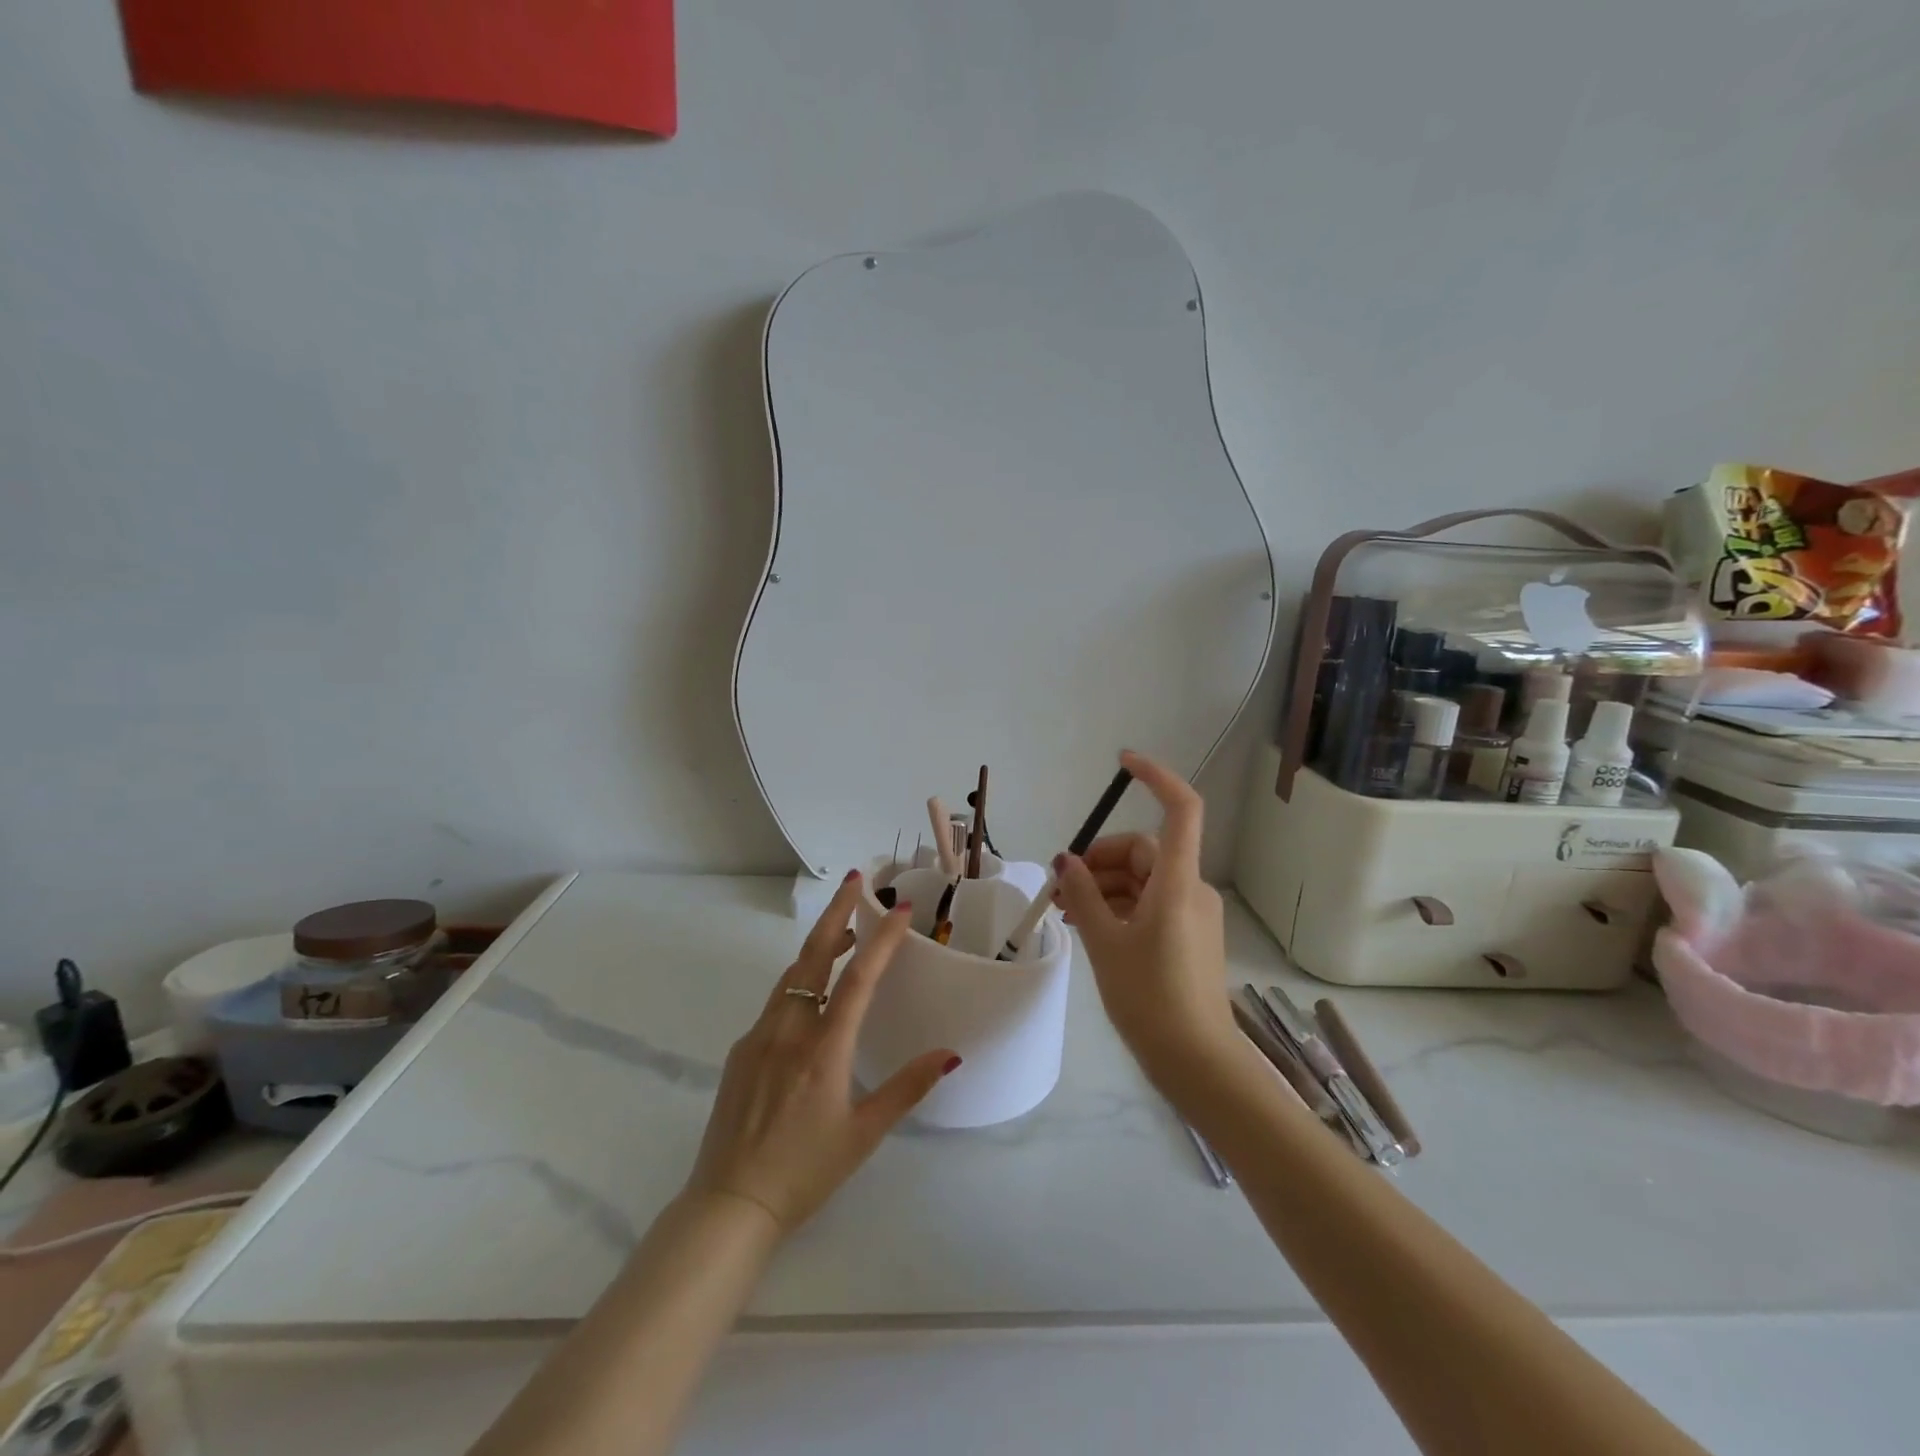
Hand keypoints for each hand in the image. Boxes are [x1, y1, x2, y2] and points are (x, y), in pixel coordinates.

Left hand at [685, 873, 959, 1234]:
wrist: (729, 1204)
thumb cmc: (805, 1171)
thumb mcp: (864, 1134)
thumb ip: (907, 1088)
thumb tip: (951, 1054)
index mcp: (823, 1048)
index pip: (858, 978)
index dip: (882, 939)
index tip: (900, 907)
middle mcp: (789, 1030)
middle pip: (814, 955)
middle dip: (837, 912)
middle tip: (856, 879)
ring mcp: (759, 1036)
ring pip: (792, 974)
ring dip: (819, 944)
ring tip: (846, 930)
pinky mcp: (742, 1050)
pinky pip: (776, 1001)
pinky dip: (800, 979)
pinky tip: (813, 995)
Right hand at [1053, 751, 1233, 1082]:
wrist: (1197, 1063)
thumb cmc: (1150, 999)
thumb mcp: (1105, 943)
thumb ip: (1083, 896)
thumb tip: (1065, 861)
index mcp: (1177, 882)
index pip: (1180, 809)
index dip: (1156, 777)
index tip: (1122, 763)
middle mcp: (1191, 889)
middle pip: (1144, 851)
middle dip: (1099, 860)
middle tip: (1060, 885)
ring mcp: (1192, 914)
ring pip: (1143, 879)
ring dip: (1103, 886)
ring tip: (1064, 910)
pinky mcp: (1188, 936)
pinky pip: (1149, 904)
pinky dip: (1118, 906)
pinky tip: (1088, 925)